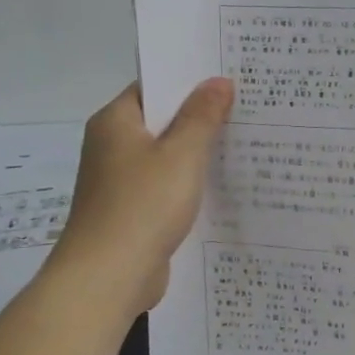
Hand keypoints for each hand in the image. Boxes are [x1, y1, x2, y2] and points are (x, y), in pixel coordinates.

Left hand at [51, 78, 232, 307]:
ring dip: (198, 151)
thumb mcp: (181, 154)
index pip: (153, 87)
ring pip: (166, 155)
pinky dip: (190, 181)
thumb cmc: (142, 205)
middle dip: (201, 115)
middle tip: (247, 105)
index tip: (228, 77)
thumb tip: (218, 80)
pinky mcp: (132, 210)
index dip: (189, 80)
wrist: (108, 278)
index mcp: (115, 123)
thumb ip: (202, 116)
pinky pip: (166, 184)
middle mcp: (112, 146)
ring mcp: (120, 181)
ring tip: (244, 140)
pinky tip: (223, 183)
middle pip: (161, 120)